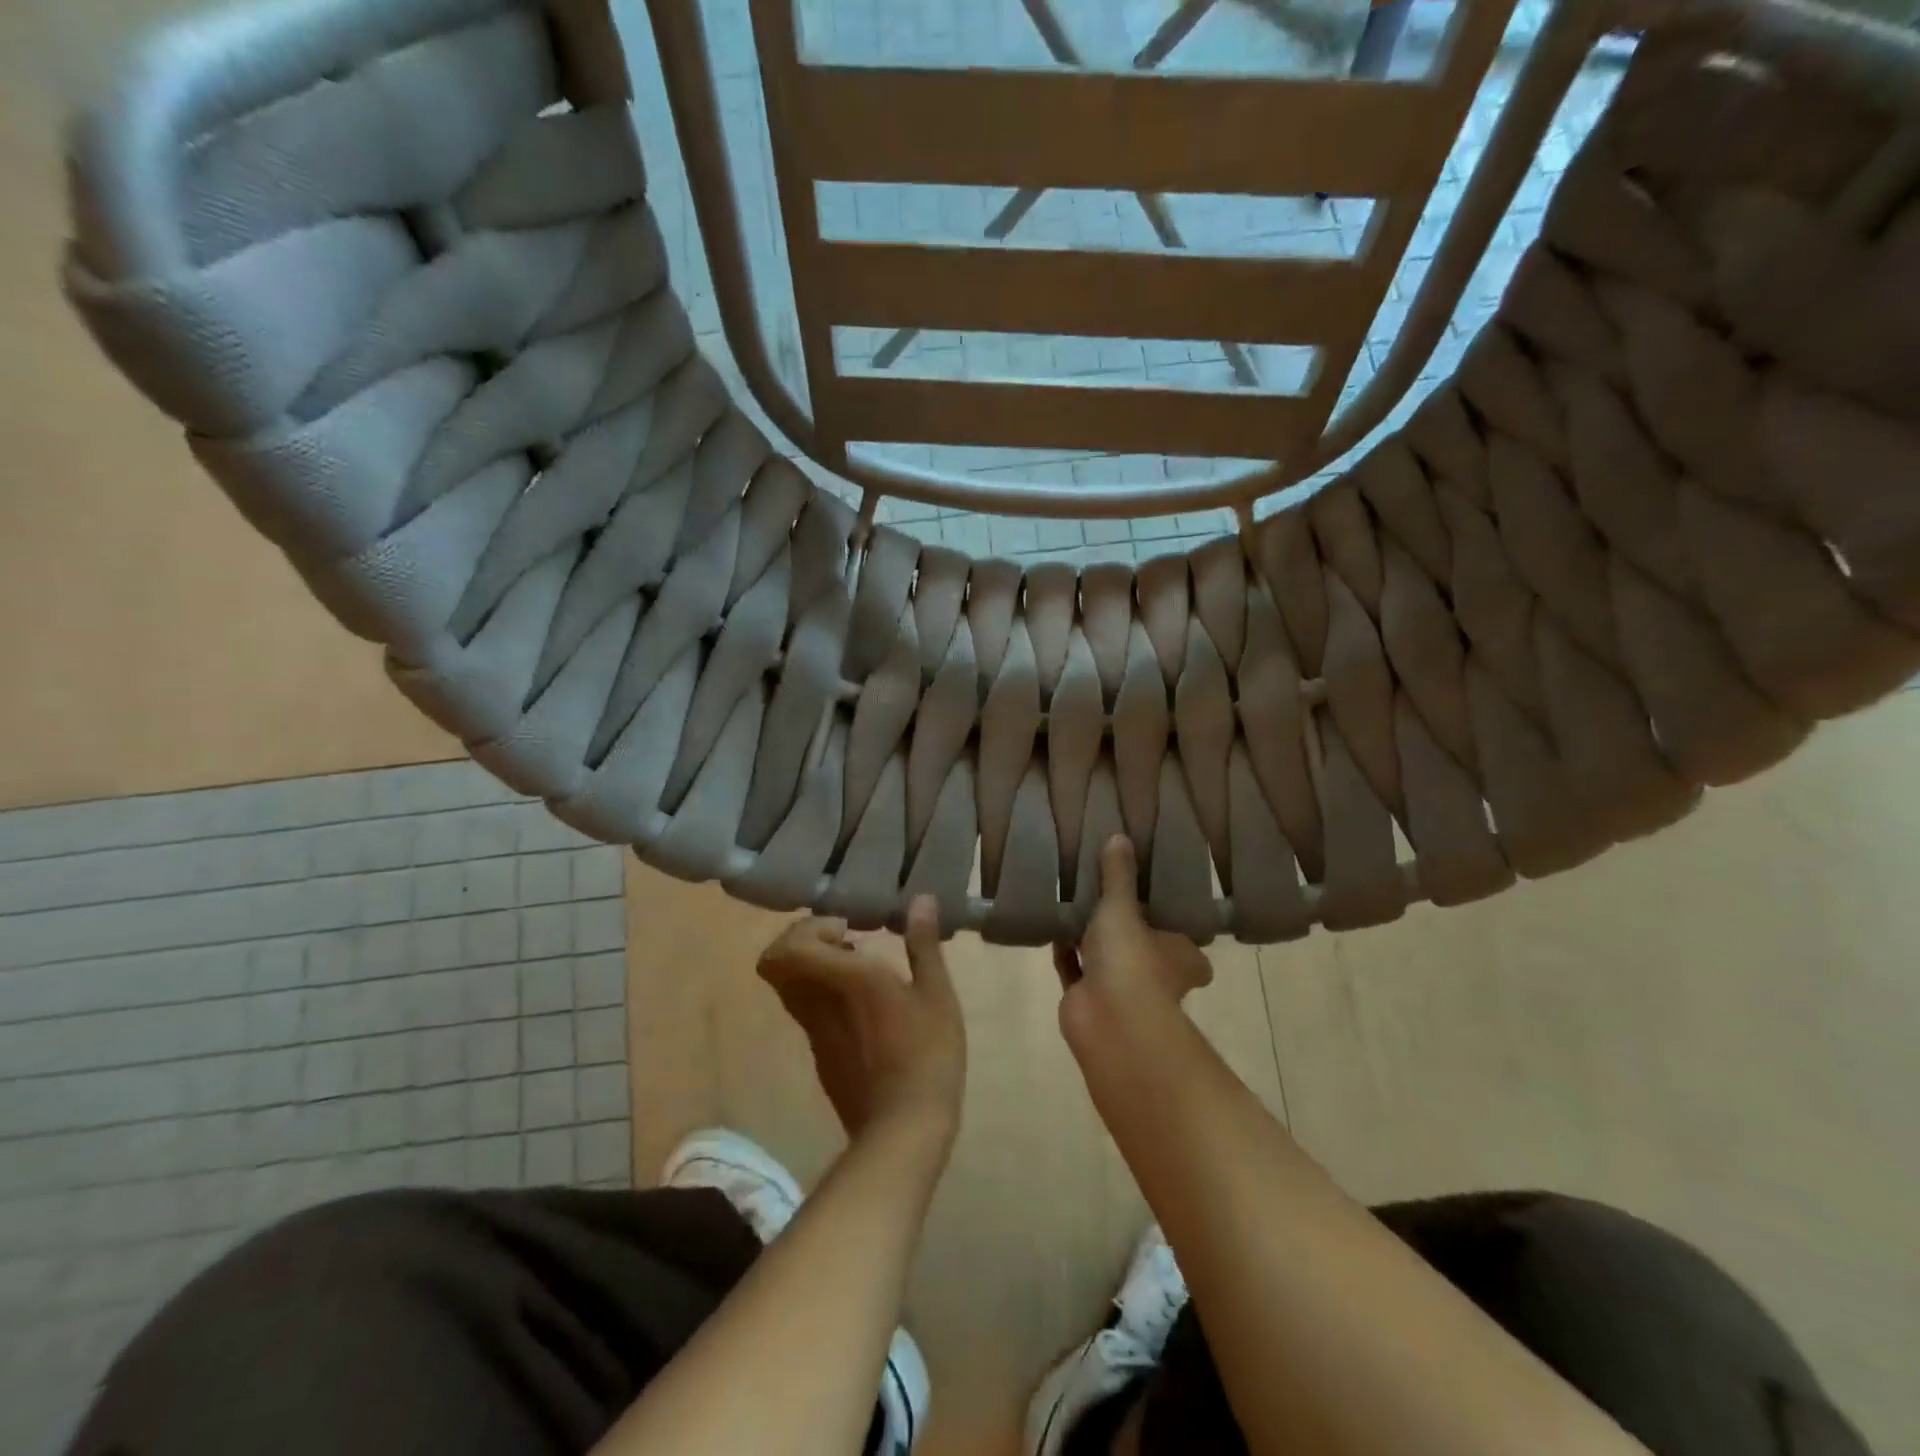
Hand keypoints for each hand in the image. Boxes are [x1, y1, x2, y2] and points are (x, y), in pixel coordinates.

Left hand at [758, 897, 965, 1143]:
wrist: (903, 1131)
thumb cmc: (927, 1054)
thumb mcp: (937, 995)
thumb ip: (923, 944)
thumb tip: (921, 899)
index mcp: (845, 980)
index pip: (790, 946)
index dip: (809, 928)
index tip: (848, 929)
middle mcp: (818, 1002)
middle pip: (775, 963)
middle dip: (804, 942)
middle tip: (844, 941)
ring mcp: (814, 1033)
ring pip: (788, 987)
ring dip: (812, 968)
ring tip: (858, 969)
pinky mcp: (820, 1056)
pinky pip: (805, 1011)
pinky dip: (821, 995)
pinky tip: (862, 1005)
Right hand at [1054, 836, 1211, 1039]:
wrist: (1108, 1021)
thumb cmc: (1131, 960)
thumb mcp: (1123, 907)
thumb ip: (1118, 875)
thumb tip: (1120, 835)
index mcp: (1181, 956)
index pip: (1185, 941)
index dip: (1173, 926)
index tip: (1156, 902)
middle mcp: (1157, 976)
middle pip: (1143, 948)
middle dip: (1126, 931)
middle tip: (1108, 897)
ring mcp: (1122, 991)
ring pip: (1106, 959)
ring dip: (1091, 940)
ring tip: (1075, 902)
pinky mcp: (1088, 1000)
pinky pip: (1075, 970)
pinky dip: (1065, 953)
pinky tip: (1053, 927)